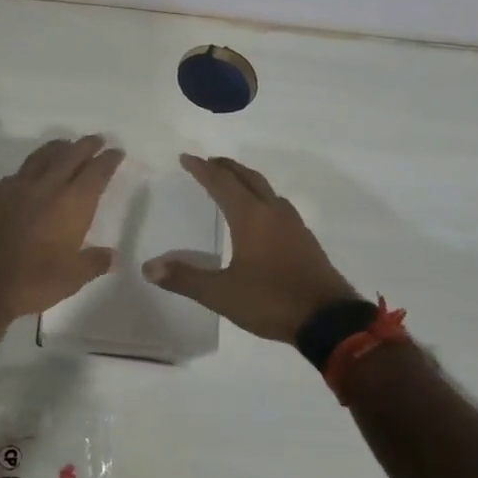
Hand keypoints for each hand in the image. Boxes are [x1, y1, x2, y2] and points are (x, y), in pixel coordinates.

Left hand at [0, 135, 124, 329]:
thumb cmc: (30, 281)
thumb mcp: (71, 279)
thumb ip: (93, 263)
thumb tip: (112, 257)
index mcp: (71, 204)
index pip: (95, 173)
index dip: (108, 160)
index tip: (116, 152)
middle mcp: (46, 187)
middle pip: (70, 156)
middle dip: (86, 146)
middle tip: (97, 140)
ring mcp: (17, 187)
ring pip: (42, 156)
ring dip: (59, 148)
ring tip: (67, 145)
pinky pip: (21, 170)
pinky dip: (34, 164)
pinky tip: (34, 172)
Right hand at [142, 155, 358, 342]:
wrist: (329, 320)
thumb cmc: (271, 300)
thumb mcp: (221, 293)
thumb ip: (185, 278)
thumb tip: (148, 268)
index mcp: (250, 217)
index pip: (221, 183)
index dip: (202, 169)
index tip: (186, 158)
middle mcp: (273, 213)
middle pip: (247, 178)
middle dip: (226, 167)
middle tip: (208, 162)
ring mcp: (293, 225)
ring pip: (266, 190)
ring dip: (246, 181)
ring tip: (232, 183)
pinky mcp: (305, 241)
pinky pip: (278, 206)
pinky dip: (262, 199)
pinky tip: (261, 216)